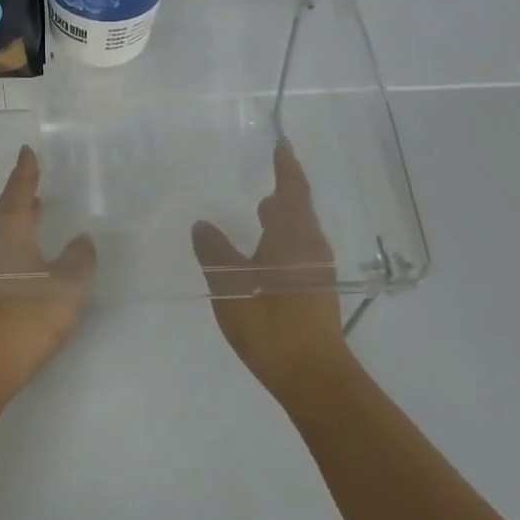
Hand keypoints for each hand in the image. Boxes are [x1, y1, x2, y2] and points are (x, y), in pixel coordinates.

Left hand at [0, 146, 96, 397]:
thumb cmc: (29, 313)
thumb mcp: (67, 283)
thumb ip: (79, 258)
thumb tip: (82, 240)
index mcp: (11, 234)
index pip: (19, 194)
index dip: (25, 172)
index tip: (27, 151)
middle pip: (9, 212)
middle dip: (23, 193)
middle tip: (35, 177)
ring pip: (9, 234)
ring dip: (23, 219)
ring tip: (40, 209)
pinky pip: (10, 254)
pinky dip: (24, 243)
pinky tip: (37, 254)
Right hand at [191, 140, 349, 397]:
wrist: (312, 375)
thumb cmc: (270, 323)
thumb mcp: (230, 284)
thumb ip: (215, 250)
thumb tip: (202, 224)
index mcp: (294, 236)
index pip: (292, 190)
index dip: (286, 166)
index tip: (282, 144)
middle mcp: (311, 247)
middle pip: (300, 210)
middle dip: (285, 191)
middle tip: (267, 175)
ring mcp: (317, 272)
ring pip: (300, 233)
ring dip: (283, 217)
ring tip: (261, 209)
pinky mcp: (315, 292)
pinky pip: (299, 251)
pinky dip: (282, 239)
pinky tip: (264, 253)